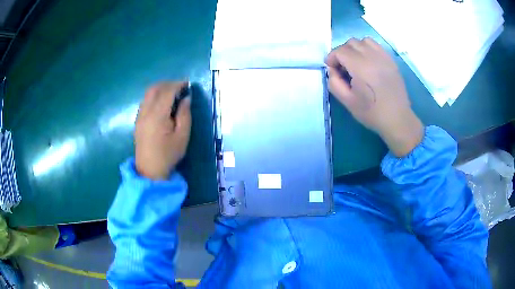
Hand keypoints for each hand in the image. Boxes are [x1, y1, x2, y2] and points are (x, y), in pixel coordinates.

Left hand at [135, 82, 191, 179]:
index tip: (188, 84)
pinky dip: (154, 96)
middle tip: (180, 87)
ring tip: (172, 93)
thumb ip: (185, 114)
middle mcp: (146, 111)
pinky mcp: (137, 120)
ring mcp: (140, 116)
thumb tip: (186, 98)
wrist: (150, 171)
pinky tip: (161, 103)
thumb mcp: (182, 136)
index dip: (178, 84)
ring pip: (148, 94)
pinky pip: (145, 101)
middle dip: (168, 84)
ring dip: (160, 89)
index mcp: (157, 115)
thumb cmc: (168, 154)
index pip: (167, 91)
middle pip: (154, 88)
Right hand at [326, 37, 423, 156]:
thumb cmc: (372, 112)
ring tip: (356, 61)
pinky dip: (368, 48)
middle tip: (343, 67)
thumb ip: (334, 83)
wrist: (397, 118)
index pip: (340, 51)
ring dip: (355, 48)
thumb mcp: (347, 102)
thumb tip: (332, 71)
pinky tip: (368, 61)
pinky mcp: (391, 60)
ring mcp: (383, 57)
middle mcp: (372, 57)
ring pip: (364, 41)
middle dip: (342, 52)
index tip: (332, 69)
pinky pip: (376, 46)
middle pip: (351, 43)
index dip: (332, 58)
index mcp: (360, 67)